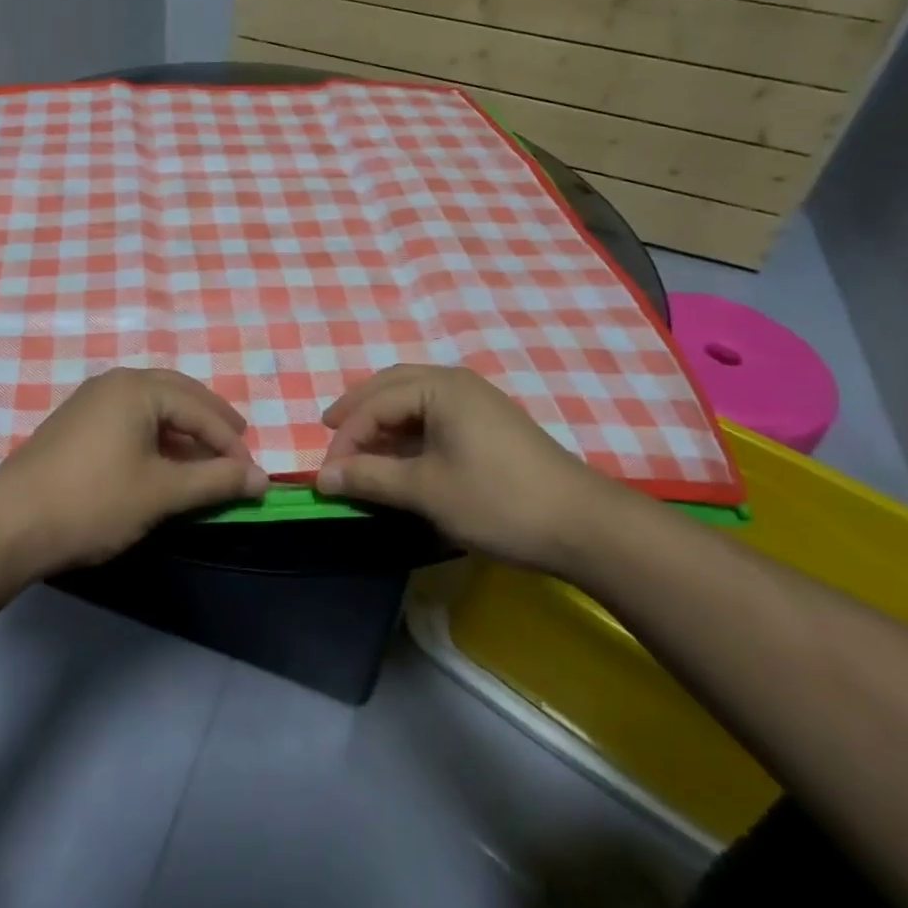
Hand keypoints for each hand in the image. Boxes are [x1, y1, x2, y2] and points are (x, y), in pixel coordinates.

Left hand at [0, 368, 268, 574]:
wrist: (9, 525)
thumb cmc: (93, 502)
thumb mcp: (161, 493)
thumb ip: (215, 481)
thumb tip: (262, 479)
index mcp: (137, 388)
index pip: (199, 409)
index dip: (230, 442)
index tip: (253, 474)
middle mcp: (114, 383)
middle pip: (177, 394)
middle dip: (211, 421)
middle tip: (237, 445)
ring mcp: (91, 401)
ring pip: (152, 405)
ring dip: (183, 427)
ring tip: (205, 455)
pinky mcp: (75, 423)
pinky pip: (130, 418)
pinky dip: (156, 434)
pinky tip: (163, 460)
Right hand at [316, 364, 631, 568]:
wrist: (584, 526)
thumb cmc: (498, 501)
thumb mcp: (426, 491)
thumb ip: (370, 478)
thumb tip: (323, 476)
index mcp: (439, 387)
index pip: (374, 405)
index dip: (345, 439)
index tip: (325, 475)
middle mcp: (456, 382)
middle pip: (390, 386)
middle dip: (357, 411)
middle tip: (329, 434)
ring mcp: (476, 400)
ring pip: (412, 397)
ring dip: (381, 418)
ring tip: (358, 445)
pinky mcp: (488, 422)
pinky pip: (433, 413)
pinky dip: (406, 429)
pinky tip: (399, 453)